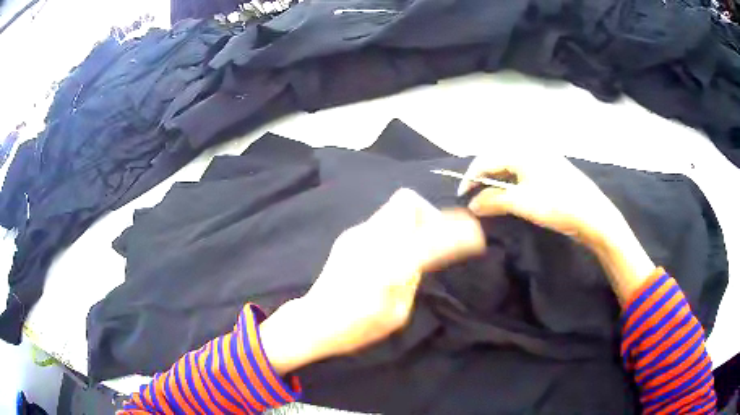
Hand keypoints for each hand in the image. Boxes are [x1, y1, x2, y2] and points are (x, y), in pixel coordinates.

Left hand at [260, 188, 484, 373]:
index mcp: (388, 265)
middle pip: (407, 201)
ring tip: (415, 247)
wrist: (314, 320)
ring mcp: (357, 234)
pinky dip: (397, 229)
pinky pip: (382, 221)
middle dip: (429, 215)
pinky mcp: (348, 236)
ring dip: (412, 221)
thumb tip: (420, 258)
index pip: (430, 237)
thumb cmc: (357, 327)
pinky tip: (392, 253)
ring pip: (393, 208)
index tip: (474, 235)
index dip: (456, 233)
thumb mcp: (396, 313)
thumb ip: (411, 278)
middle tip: (435, 238)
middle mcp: (372, 240)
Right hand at [459, 152, 627, 246]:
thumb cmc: (557, 205)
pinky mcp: (551, 171)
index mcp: (523, 151)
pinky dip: (512, 184)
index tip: (462, 196)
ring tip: (490, 199)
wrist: (593, 216)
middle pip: (498, 160)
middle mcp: (531, 150)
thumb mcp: (522, 203)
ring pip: (511, 167)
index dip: (471, 177)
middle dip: (483, 178)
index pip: (487, 159)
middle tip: (475, 197)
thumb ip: (493, 201)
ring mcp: (543, 160)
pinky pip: (523, 173)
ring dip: (497, 182)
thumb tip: (472, 204)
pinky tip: (510, 196)